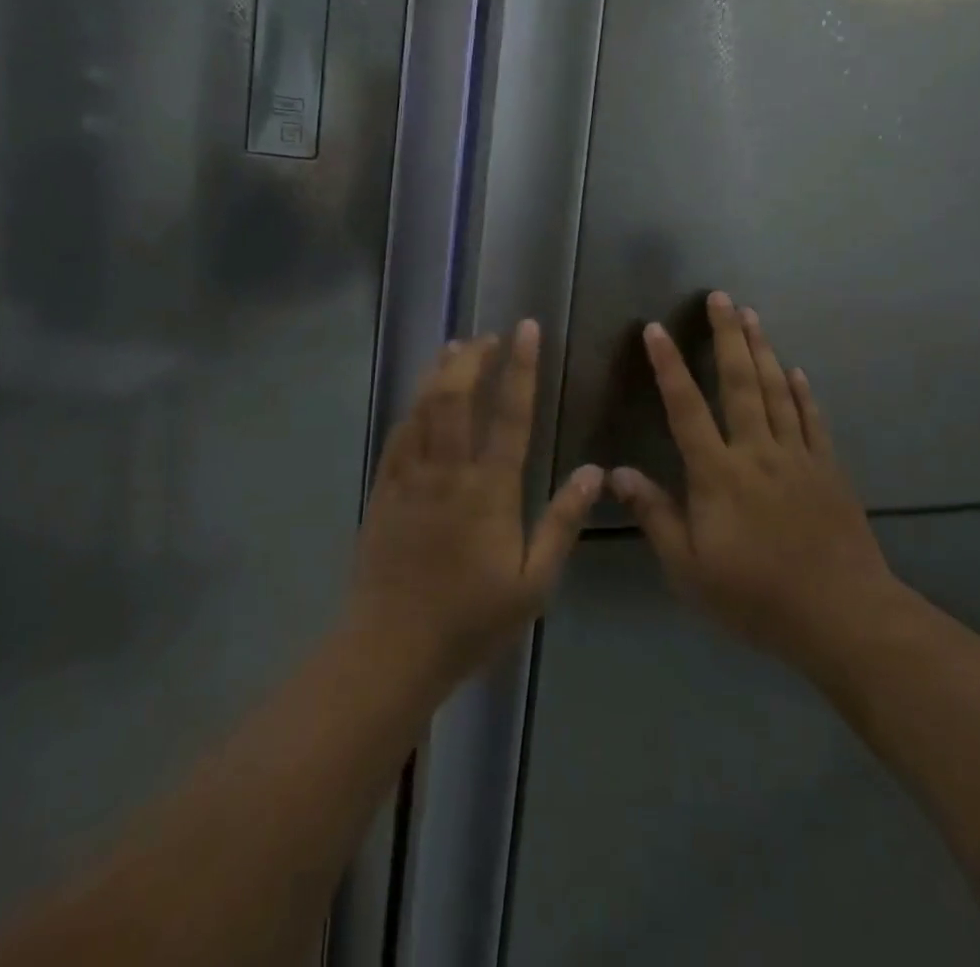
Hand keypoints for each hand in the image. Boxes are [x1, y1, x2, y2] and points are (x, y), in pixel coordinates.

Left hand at [348, 320, 601, 693]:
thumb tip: (595, 472)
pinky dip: (412, 406)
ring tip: (456, 347)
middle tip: (489, 336)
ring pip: (423, 408)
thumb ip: (563, 522)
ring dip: (440, 372)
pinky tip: (420, 397)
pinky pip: (398, 435)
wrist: (391, 648)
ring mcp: (410, 477)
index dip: (520, 367)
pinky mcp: (384, 490)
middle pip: (457, 397)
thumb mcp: (533, 582)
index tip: (526, 330)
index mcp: (489, 490)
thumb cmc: (470, 620)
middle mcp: (448, 471)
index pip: (509, 414)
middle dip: (473, 358)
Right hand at [610, 293, 908, 678]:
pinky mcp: (829, 469)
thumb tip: (618, 473)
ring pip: (778, 391)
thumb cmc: (756, 596)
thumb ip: (655, 516)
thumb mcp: (689, 568)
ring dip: (763, 350)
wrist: (843, 617)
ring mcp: (798, 456)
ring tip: (753, 316)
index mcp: (718, 474)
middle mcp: (757, 452)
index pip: (686, 408)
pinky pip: (813, 420)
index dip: (669, 366)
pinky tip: (797, 371)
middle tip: (722, 297)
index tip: (656, 328)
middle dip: (728, 336)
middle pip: (741, 383)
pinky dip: (803, 392)